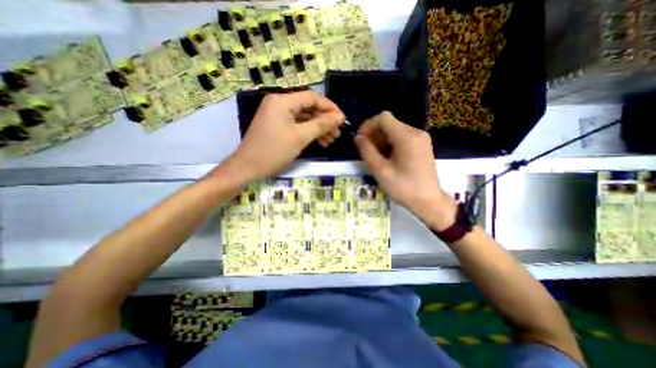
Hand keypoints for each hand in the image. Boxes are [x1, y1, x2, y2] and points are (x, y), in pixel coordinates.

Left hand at [218, 90, 344, 182]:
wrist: (248, 168)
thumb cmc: (274, 151)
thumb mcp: (300, 137)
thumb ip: (321, 125)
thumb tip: (339, 117)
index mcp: (282, 101)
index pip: (312, 97)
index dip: (329, 107)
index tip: (342, 119)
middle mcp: (279, 103)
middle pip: (308, 107)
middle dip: (324, 120)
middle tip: (337, 133)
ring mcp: (277, 115)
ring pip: (304, 118)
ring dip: (318, 128)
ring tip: (331, 140)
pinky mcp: (277, 125)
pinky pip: (297, 125)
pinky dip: (308, 132)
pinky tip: (320, 141)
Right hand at [354, 111, 457, 229]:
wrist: (428, 201)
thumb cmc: (403, 187)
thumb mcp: (381, 170)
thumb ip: (367, 151)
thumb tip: (358, 138)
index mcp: (406, 137)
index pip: (383, 118)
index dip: (368, 125)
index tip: (360, 139)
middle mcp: (416, 132)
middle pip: (389, 124)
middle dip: (373, 134)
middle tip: (365, 150)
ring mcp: (420, 138)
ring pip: (394, 130)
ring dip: (381, 139)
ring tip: (374, 156)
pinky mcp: (422, 145)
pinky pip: (401, 137)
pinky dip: (390, 143)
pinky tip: (386, 157)